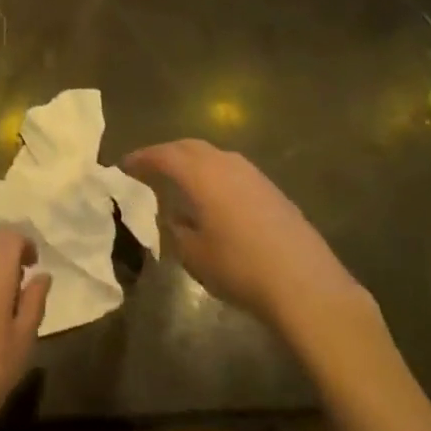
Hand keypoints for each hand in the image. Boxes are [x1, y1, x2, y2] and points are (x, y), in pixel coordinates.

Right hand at [123, 139, 371, 329]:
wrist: (305, 284)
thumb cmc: (239, 268)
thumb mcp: (193, 254)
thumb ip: (176, 229)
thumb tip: (174, 215)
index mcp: (200, 174)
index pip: (163, 155)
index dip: (141, 159)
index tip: (124, 166)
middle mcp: (225, 163)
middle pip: (189, 147)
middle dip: (166, 154)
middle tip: (150, 168)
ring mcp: (253, 174)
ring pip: (214, 156)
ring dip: (193, 162)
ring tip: (180, 181)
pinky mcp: (272, 189)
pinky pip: (232, 170)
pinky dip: (214, 175)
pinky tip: (214, 198)